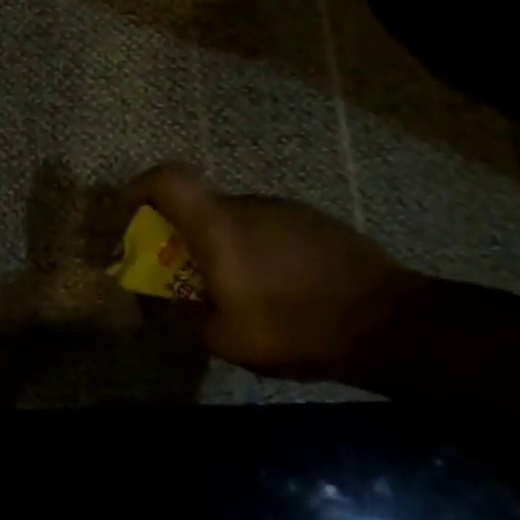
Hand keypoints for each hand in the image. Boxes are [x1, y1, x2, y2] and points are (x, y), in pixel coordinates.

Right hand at [127, 165, 422, 378]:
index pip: (168, 180)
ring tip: (235, 287)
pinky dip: (255, 248)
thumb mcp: (224, 339)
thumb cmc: (294, 329)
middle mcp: (248, 205)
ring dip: (222, 244)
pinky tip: (276, 286)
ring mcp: (286, 209)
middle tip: (184, 273)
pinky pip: (267, 227)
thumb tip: (160, 302)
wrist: (391, 323)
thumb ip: (184, 315)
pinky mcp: (315, 221)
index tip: (128, 210)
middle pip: (199, 204)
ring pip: (235, 218)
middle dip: (181, 233)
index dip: (140, 187)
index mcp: (218, 227)